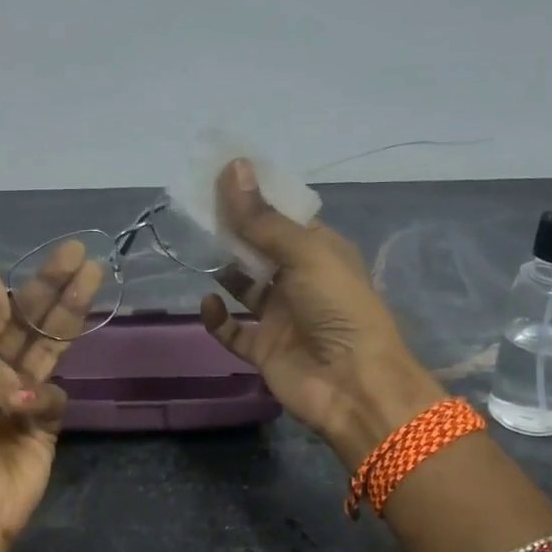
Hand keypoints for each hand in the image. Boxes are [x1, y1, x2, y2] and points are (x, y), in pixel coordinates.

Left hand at [0, 242, 102, 547]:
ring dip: (70, 314)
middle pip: (32, 321)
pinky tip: (26, 407)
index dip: (32, 281)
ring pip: (51, 347)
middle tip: (86, 256)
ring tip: (94, 280)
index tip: (60, 257)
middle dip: (58, 288)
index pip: (3, 307)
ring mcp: (20, 396)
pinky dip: (41, 398)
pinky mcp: (44, 424)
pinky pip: (53, 396)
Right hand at [199, 159, 444, 469]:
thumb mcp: (304, 253)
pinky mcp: (265, 350)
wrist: (352, 385)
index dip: (255, 198)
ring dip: (226, 272)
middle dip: (234, 232)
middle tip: (199, 210)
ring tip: (200, 251)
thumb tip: (233, 166)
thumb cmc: (337, 308)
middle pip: (260, 249)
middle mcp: (301, 281)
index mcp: (321, 251)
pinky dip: (219, 319)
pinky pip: (234, 331)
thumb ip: (263, 218)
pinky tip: (209, 303)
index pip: (284, 217)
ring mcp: (282, 317)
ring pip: (246, 288)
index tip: (221, 177)